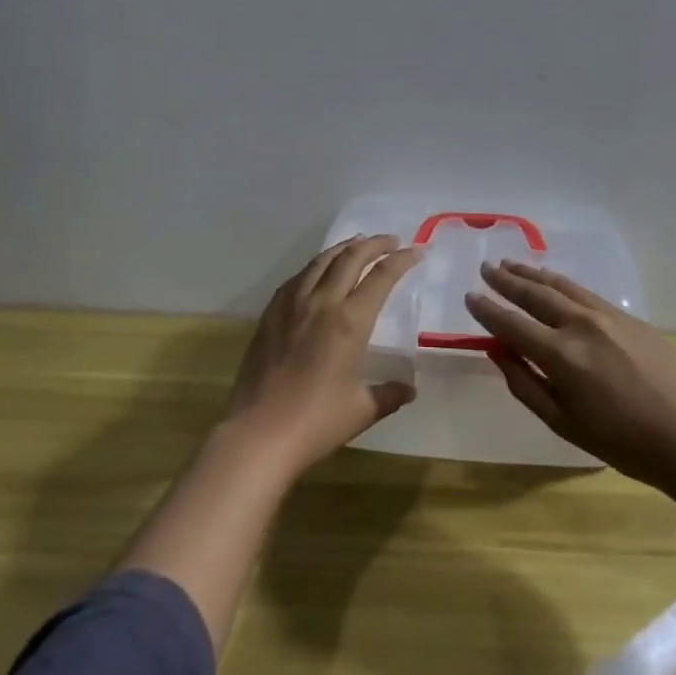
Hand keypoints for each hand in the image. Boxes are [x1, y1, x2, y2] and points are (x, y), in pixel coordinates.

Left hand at [223, 235, 423, 475]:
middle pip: (351, 258)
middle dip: (375, 244)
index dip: (401, 260)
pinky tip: (318, 270)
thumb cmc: (316, 422)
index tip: (417, 251)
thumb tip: (409, 389)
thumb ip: (389, 394)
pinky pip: (297, 278)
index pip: (381, 277)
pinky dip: (315, 266)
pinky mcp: (270, 314)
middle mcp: (322, 302)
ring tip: (358, 243)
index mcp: (350, 321)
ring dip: (344, 248)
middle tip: (391, 241)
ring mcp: (292, 305)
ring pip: (321, 261)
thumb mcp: (362, 410)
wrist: (258, 433)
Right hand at [466, 260, 675, 491]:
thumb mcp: (566, 425)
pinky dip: (561, 283)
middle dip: (506, 281)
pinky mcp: (629, 317)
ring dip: (533, 273)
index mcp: (560, 355)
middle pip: (534, 294)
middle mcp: (580, 325)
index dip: (487, 310)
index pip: (512, 324)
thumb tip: (500, 355)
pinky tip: (554, 282)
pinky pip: (584, 292)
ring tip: (512, 264)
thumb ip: (527, 386)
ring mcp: (607, 316)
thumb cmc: (626, 443)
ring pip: (561, 286)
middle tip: (486, 268)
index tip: (470, 296)